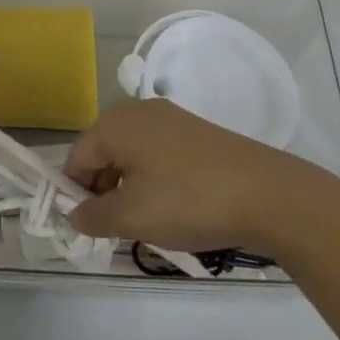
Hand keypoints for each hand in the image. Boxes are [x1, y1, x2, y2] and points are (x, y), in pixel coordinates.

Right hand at [64, 99, 327, 254]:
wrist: (266, 193)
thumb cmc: (187, 201)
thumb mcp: (133, 217)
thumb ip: (94, 215)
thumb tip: (74, 213)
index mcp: (116, 124)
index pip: (77, 157)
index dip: (75, 193)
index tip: (89, 227)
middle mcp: (139, 112)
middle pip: (103, 151)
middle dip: (103, 190)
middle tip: (118, 228)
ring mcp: (171, 119)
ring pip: (132, 154)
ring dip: (129, 187)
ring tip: (148, 221)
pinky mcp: (196, 133)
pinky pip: (159, 153)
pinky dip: (155, 179)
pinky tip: (175, 206)